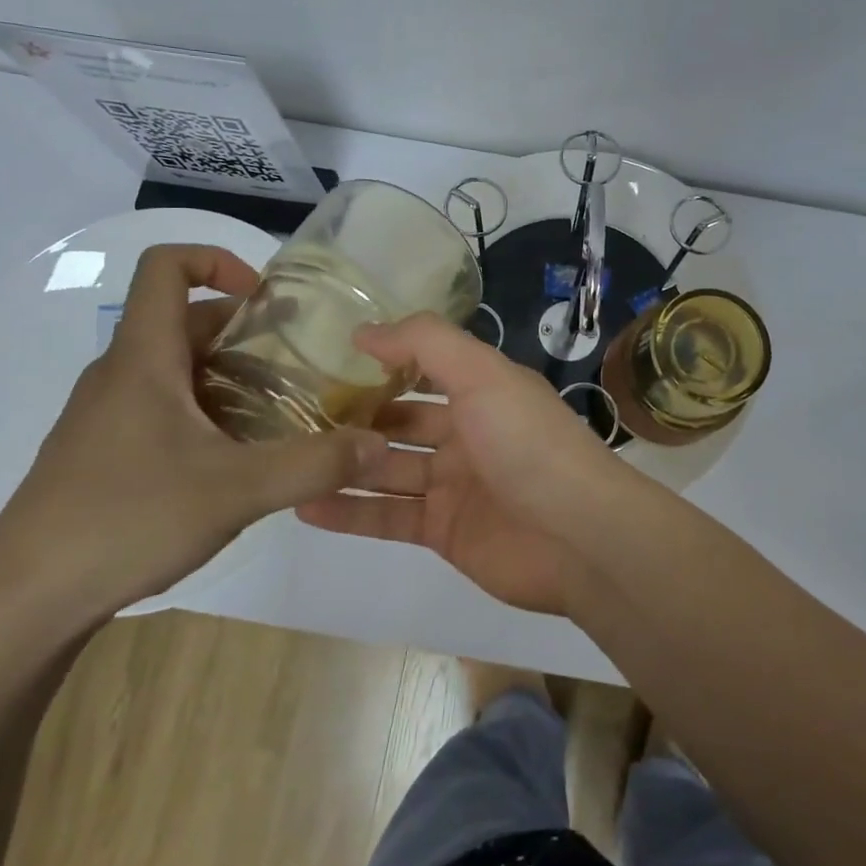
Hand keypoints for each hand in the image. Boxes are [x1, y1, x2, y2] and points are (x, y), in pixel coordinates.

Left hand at [0, 244, 388, 623]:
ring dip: (228, 373)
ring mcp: (105, 414)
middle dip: (246, 330)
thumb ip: (313, 465)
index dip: (217, 259)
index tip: (266, 299)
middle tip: (298, 363)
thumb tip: (378, 444)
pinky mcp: (102, 451)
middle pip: (184, 318)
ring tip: (278, 410)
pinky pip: (161, 404)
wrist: (21, 605)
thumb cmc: (124, 522)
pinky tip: (234, 459)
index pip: (165, 265)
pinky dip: (205, 408)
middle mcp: (120, 374)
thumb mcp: (235, 491)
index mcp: (142, 358)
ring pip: (175, 366)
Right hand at [295, 314, 636, 615]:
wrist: (577, 535)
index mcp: (481, 390)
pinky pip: (388, 518)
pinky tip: (304, 505)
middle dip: (354, 417)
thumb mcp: (481, 373)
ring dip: (344, 464)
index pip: (422, 369)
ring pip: (388, 470)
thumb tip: (364, 330)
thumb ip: (424, 342)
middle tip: (293, 415)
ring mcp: (454, 485)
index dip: (380, 365)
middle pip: (400, 422)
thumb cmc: (527, 441)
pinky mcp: (444, 531)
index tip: (325, 360)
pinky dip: (350, 513)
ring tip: (288, 458)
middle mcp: (467, 433)